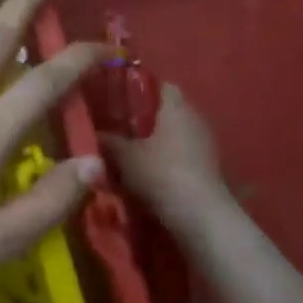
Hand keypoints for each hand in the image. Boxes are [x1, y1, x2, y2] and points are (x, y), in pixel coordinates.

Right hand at [102, 83, 227, 220]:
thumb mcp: (125, 157)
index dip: (138, 89)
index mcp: (177, 106)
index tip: (117, 99)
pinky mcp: (209, 168)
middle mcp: (195, 118)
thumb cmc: (161, 174)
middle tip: (117, 128)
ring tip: (129, 154)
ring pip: (175, 134)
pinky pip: (182, 155)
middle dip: (144, 119)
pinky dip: (166, 160)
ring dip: (156, 143)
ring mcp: (205, 144)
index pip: (160, 84)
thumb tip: (94, 133)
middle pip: (167, 111)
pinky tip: (147, 174)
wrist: (201, 218)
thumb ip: (108, 141)